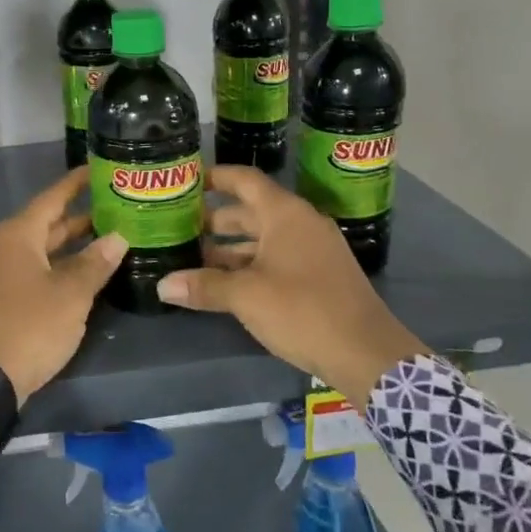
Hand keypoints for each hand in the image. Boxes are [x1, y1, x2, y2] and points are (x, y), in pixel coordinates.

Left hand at [0, 168, 128, 404]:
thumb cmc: (30, 326)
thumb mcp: (70, 294)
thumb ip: (95, 263)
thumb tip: (118, 237)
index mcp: (18, 235)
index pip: (52, 197)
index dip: (76, 183)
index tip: (99, 169)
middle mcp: (2, 245)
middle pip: (45, 223)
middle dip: (78, 216)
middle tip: (114, 208)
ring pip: (38, 248)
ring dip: (69, 244)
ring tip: (105, 239)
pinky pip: (29, 268)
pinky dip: (54, 265)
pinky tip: (78, 274)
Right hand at [156, 165, 426, 399]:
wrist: (368, 354)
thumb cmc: (303, 310)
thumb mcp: (246, 296)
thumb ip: (204, 286)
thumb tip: (162, 286)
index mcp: (285, 214)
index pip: (244, 180)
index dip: (215, 177)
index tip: (186, 181)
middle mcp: (300, 224)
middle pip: (250, 210)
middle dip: (215, 219)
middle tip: (179, 227)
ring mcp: (313, 250)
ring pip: (263, 238)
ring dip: (230, 247)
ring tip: (193, 257)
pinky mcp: (319, 276)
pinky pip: (277, 258)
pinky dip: (250, 264)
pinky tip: (226, 283)